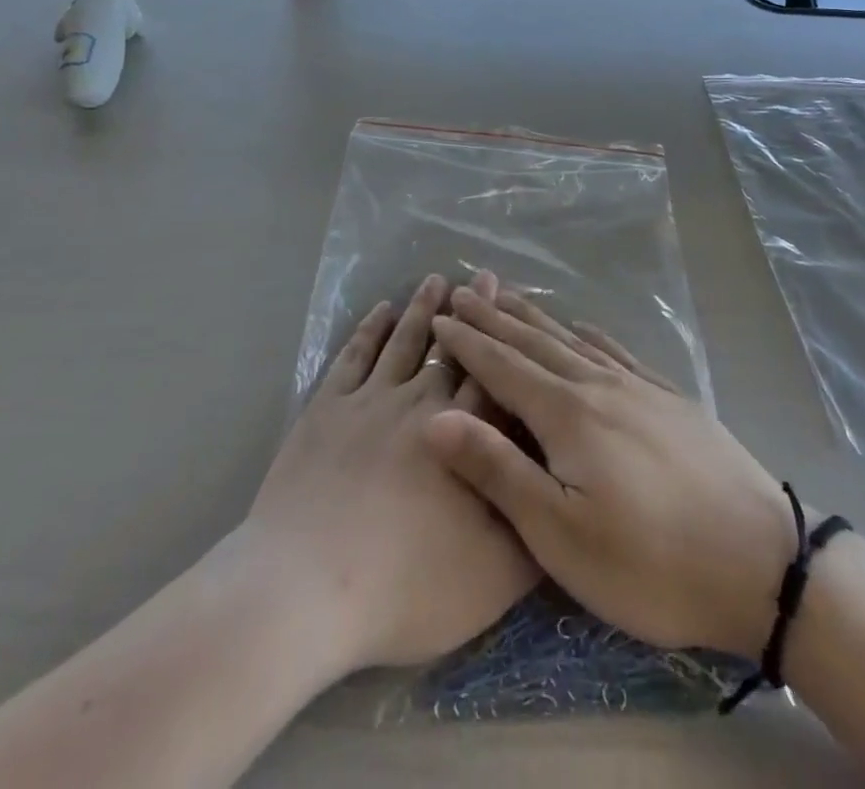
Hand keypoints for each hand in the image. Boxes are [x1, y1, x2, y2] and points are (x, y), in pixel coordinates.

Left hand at [242, 273, 537, 673]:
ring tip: (434, 279)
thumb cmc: (404, 588)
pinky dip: (369, 329)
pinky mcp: (325, 408)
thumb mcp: (491, 578)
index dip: (503, 341)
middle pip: (450, 349)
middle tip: (477, 277)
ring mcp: (367, 400)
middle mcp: (417, 403)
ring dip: (421, 309)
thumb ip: (531, 530)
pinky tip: (379, 312)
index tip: (509, 304)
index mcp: (461, 436)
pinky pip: (354, 355)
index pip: (491, 378)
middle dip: (467, 313)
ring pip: (402, 341)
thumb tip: (560, 492)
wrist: (304, 588)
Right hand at [426, 290, 798, 660]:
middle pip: (535, 342)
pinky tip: (584, 326)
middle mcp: (598, 385)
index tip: (440, 316)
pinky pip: (618, 351)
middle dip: (495, 317)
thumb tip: (435, 417)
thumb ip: (498, 469)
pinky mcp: (671, 399)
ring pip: (574, 340)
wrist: (763, 563)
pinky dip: (591, 333)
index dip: (468, 342)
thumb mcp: (561, 534)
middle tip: (465, 291)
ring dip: (536, 317)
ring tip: (510, 296)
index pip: (502, 365)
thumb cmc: (650, 563)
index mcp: (566, 414)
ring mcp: (639, 388)